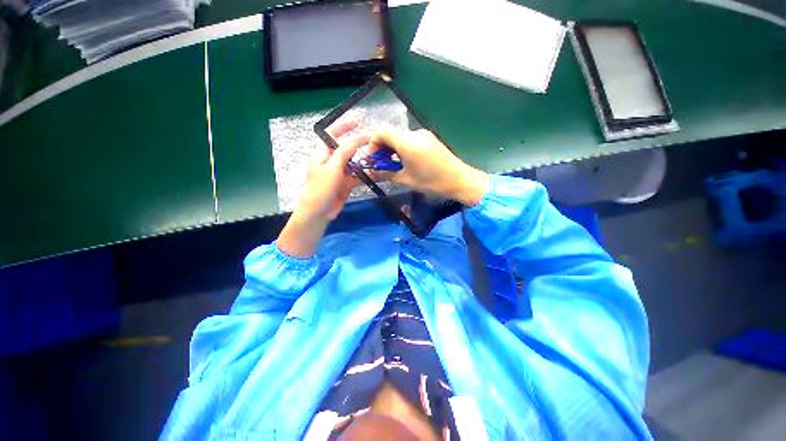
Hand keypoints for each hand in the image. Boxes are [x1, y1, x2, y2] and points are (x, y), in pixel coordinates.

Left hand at [296, 122, 366, 222]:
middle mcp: (331, 161)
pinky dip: (365, 174)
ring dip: (364, 161)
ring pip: (354, 163)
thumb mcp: (331, 169)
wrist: (319, 213)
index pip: (332, 135)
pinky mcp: (346, 184)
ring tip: (377, 157)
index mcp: (322, 154)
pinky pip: (357, 176)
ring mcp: (339, 173)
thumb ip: (343, 153)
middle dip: (358, 145)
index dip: (343, 127)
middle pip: (346, 149)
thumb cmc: (320, 189)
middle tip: (374, 142)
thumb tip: (356, 140)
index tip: (357, 122)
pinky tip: (375, 173)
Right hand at [369, 130, 489, 205]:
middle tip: (383, 165)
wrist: (459, 179)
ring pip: (401, 138)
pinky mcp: (430, 138)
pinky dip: (404, 148)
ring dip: (393, 149)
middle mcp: (414, 133)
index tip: (373, 159)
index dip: (372, 145)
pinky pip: (411, 140)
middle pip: (390, 135)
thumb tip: (373, 173)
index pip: (380, 133)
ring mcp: (423, 134)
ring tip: (395, 165)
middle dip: (383, 149)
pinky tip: (407, 162)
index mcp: (406, 141)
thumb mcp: (406, 179)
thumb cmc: (431, 181)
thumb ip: (386, 173)